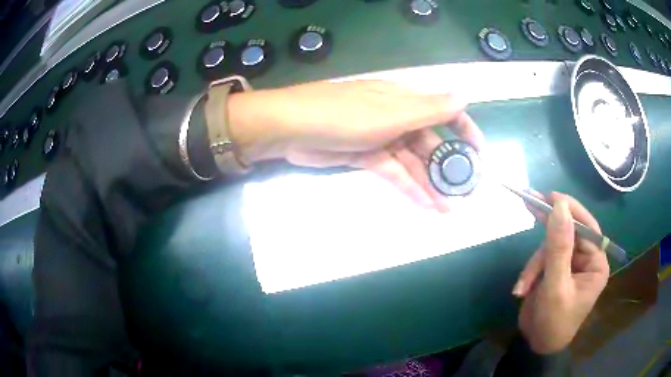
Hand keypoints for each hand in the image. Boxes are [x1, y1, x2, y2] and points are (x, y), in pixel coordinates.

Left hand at [227, 80, 484, 211]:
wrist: (292, 128)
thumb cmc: (343, 115)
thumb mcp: (391, 111)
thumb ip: (429, 109)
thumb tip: (463, 97)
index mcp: (405, 99)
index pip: (444, 112)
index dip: (465, 131)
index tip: (479, 156)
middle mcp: (397, 116)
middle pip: (430, 142)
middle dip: (447, 167)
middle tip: (463, 193)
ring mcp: (381, 137)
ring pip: (413, 162)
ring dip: (430, 184)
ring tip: (447, 208)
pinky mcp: (365, 156)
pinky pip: (393, 172)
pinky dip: (408, 187)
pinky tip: (424, 205)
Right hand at [513, 192, 608, 353]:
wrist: (536, 346)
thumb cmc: (554, 322)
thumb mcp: (556, 286)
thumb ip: (559, 247)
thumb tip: (560, 206)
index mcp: (596, 263)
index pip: (587, 227)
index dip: (570, 210)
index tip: (550, 196)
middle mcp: (586, 260)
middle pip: (567, 233)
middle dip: (547, 230)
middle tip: (530, 203)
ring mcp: (569, 264)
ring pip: (550, 247)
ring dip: (534, 266)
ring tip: (523, 286)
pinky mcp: (555, 270)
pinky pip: (541, 259)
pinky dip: (530, 272)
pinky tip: (522, 289)